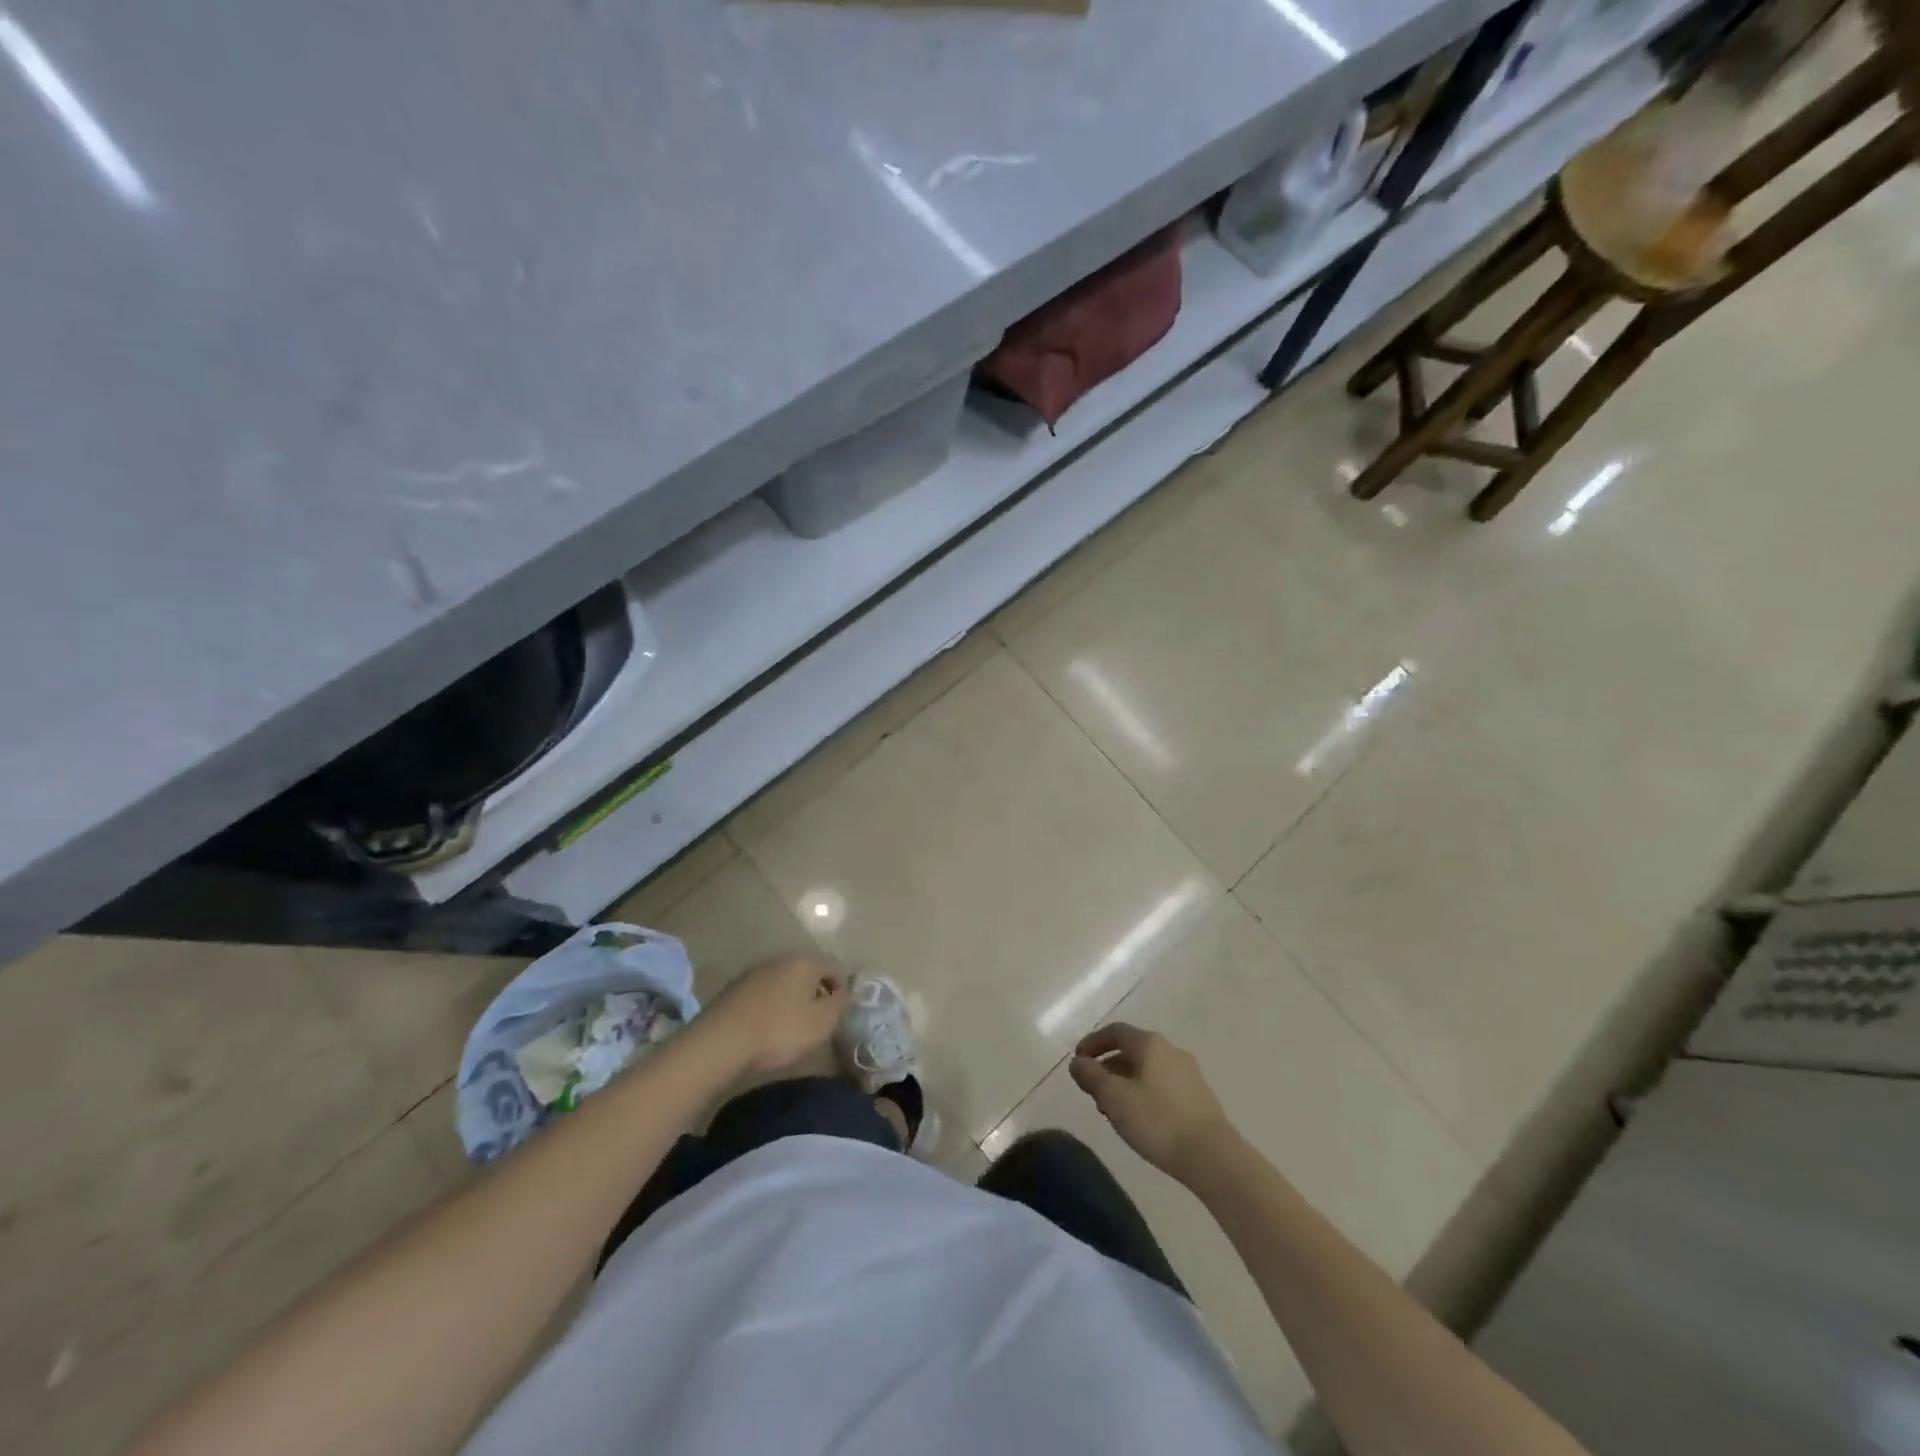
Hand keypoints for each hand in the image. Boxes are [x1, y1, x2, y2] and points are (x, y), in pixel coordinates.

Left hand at [700, 954, 846, 1073]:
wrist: (720, 1041)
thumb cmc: (779, 1030)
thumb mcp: (821, 1023)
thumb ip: (839, 1004)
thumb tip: (842, 993)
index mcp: (805, 962)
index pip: (835, 967)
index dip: (841, 990)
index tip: (837, 1014)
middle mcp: (781, 958)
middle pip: (808, 972)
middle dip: (816, 993)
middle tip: (817, 1021)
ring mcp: (755, 971)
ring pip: (784, 981)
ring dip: (792, 998)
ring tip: (791, 1026)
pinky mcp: (735, 987)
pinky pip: (764, 992)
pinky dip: (771, 1005)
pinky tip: (766, 1027)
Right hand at [1070, 1023, 1234, 1184]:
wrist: (1213, 1157)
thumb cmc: (1158, 1121)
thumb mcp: (1115, 1098)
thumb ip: (1092, 1076)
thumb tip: (1078, 1062)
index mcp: (1150, 1044)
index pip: (1115, 1031)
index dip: (1093, 1043)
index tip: (1078, 1061)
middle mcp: (1171, 1050)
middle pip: (1132, 1050)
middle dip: (1108, 1067)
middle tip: (1093, 1091)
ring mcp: (1189, 1073)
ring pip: (1147, 1070)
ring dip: (1125, 1083)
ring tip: (1113, 1110)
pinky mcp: (1199, 1097)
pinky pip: (1162, 1085)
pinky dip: (1144, 1093)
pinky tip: (1140, 1119)